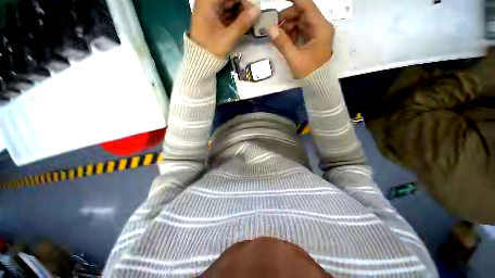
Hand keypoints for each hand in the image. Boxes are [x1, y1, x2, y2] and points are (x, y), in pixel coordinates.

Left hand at [190, 0, 259, 57]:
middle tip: (253, 17)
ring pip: (229, 5)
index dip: (242, 1)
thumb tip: (257, 10)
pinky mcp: (213, 18)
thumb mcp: (228, 37)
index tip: (253, 10)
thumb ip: (243, 23)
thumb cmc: (212, 49)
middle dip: (242, 6)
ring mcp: (210, 10)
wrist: (201, 60)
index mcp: (207, 2)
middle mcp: (207, 2)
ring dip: (240, 12)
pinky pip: (227, 13)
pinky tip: (243, 24)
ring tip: (250, 22)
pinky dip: (235, 17)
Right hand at [268, 0, 333, 78]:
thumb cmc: (308, 72)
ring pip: (300, 21)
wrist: (317, 83)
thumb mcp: (294, 58)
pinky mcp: (312, 39)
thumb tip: (269, 28)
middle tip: (274, 27)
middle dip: (287, 17)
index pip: (307, 5)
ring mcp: (316, 32)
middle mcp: (320, 26)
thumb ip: (282, 43)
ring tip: (278, 36)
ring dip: (287, 26)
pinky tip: (284, 40)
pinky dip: (291, 33)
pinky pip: (300, 30)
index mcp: (320, 28)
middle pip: (302, 12)